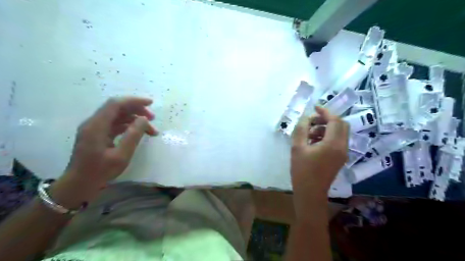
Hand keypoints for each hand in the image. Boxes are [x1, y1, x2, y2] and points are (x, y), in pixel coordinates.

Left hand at [49, 96, 156, 207]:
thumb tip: (144, 119)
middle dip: (137, 110)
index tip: (151, 103)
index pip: (116, 104)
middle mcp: (94, 123)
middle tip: (153, 119)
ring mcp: (95, 128)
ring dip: (135, 119)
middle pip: (117, 108)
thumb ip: (133, 135)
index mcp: (96, 126)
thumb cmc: (100, 172)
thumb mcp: (121, 156)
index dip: (134, 101)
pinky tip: (139, 132)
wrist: (79, 185)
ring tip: (150, 129)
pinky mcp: (98, 134)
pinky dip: (129, 125)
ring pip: (118, 116)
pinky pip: (115, 124)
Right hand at [290, 106, 347, 203]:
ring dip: (326, 128)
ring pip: (339, 133)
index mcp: (333, 144)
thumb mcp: (297, 147)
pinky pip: (337, 141)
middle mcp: (342, 147)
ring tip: (309, 133)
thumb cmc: (302, 170)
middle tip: (312, 121)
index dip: (325, 112)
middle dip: (327, 119)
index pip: (335, 120)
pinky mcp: (339, 158)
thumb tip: (306, 118)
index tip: (314, 108)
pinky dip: (327, 136)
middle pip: (341, 125)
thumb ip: (301, 129)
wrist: (310, 192)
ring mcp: (342, 153)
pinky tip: (312, 142)